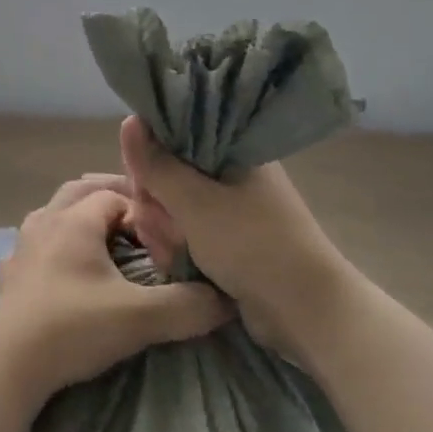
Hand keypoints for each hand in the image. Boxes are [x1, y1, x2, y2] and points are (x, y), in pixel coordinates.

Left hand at [0, 176, 230, 400]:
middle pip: (79, 192)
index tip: (164, 231)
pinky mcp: (10, 277)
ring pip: (52, 216)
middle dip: (110, 198)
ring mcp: (22, 249)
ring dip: (78, 219)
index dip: (142, 207)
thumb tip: (226, 300)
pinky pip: (34, 248)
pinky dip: (53, 248)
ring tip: (104, 241)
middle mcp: (45, 223)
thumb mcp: (140, 317)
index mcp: (74, 220)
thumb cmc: (73, 327)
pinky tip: (62, 271)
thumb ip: (187, 306)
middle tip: (139, 219)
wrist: (7, 363)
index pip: (114, 195)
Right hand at [119, 116, 357, 354]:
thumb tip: (129, 120)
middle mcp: (233, 174)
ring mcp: (231, 209)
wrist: (304, 311)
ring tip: (167, 251)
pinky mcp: (228, 239)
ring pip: (173, 206)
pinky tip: (172, 261)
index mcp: (235, 151)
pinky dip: (176, 245)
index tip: (141, 183)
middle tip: (155, 225)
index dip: (151, 156)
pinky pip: (186, 231)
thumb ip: (157, 165)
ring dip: (163, 228)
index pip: (177, 136)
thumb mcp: (194, 202)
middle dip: (154, 203)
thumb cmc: (251, 244)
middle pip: (170, 173)